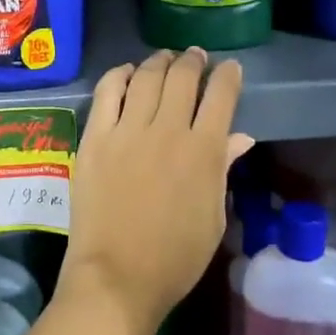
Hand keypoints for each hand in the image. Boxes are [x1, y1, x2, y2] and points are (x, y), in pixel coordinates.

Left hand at [59, 49, 252, 334]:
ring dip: (158, 62)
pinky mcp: (95, 137)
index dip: (228, 76)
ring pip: (146, 78)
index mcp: (204, 151)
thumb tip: (240, 137)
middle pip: (183, 78)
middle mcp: (168, 130)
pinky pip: (107, 92)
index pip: (221, 96)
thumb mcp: (212, 217)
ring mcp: (127, 131)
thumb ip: (222, 169)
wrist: (118, 276)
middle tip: (195, 58)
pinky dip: (119, 75)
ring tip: (164, 59)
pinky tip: (126, 73)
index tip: (230, 68)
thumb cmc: (175, 257)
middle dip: (193, 62)